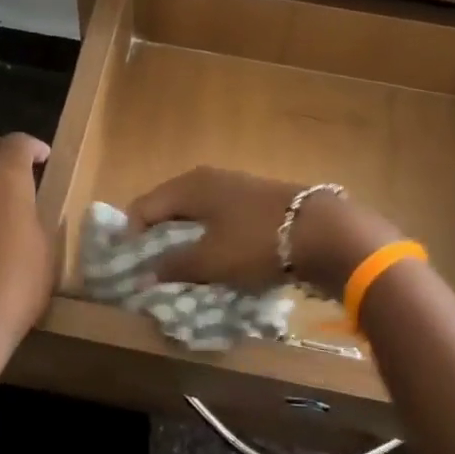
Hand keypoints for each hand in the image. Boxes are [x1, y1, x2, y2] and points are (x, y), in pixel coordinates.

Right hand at [128, 168, 400, 298]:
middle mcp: (208, 179)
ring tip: (184, 270)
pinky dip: (211, 239)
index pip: (144, 207)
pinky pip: (220, 221)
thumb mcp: (210, 260)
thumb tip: (146, 274)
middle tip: (153, 271)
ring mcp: (235, 188)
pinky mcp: (257, 202)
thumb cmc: (256, 242)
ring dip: (187, 241)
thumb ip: (174, 266)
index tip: (129, 268)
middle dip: (158, 239)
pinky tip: (218, 260)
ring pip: (197, 215)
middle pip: (170, 209)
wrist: (324, 232)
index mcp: (189, 186)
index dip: (131, 237)